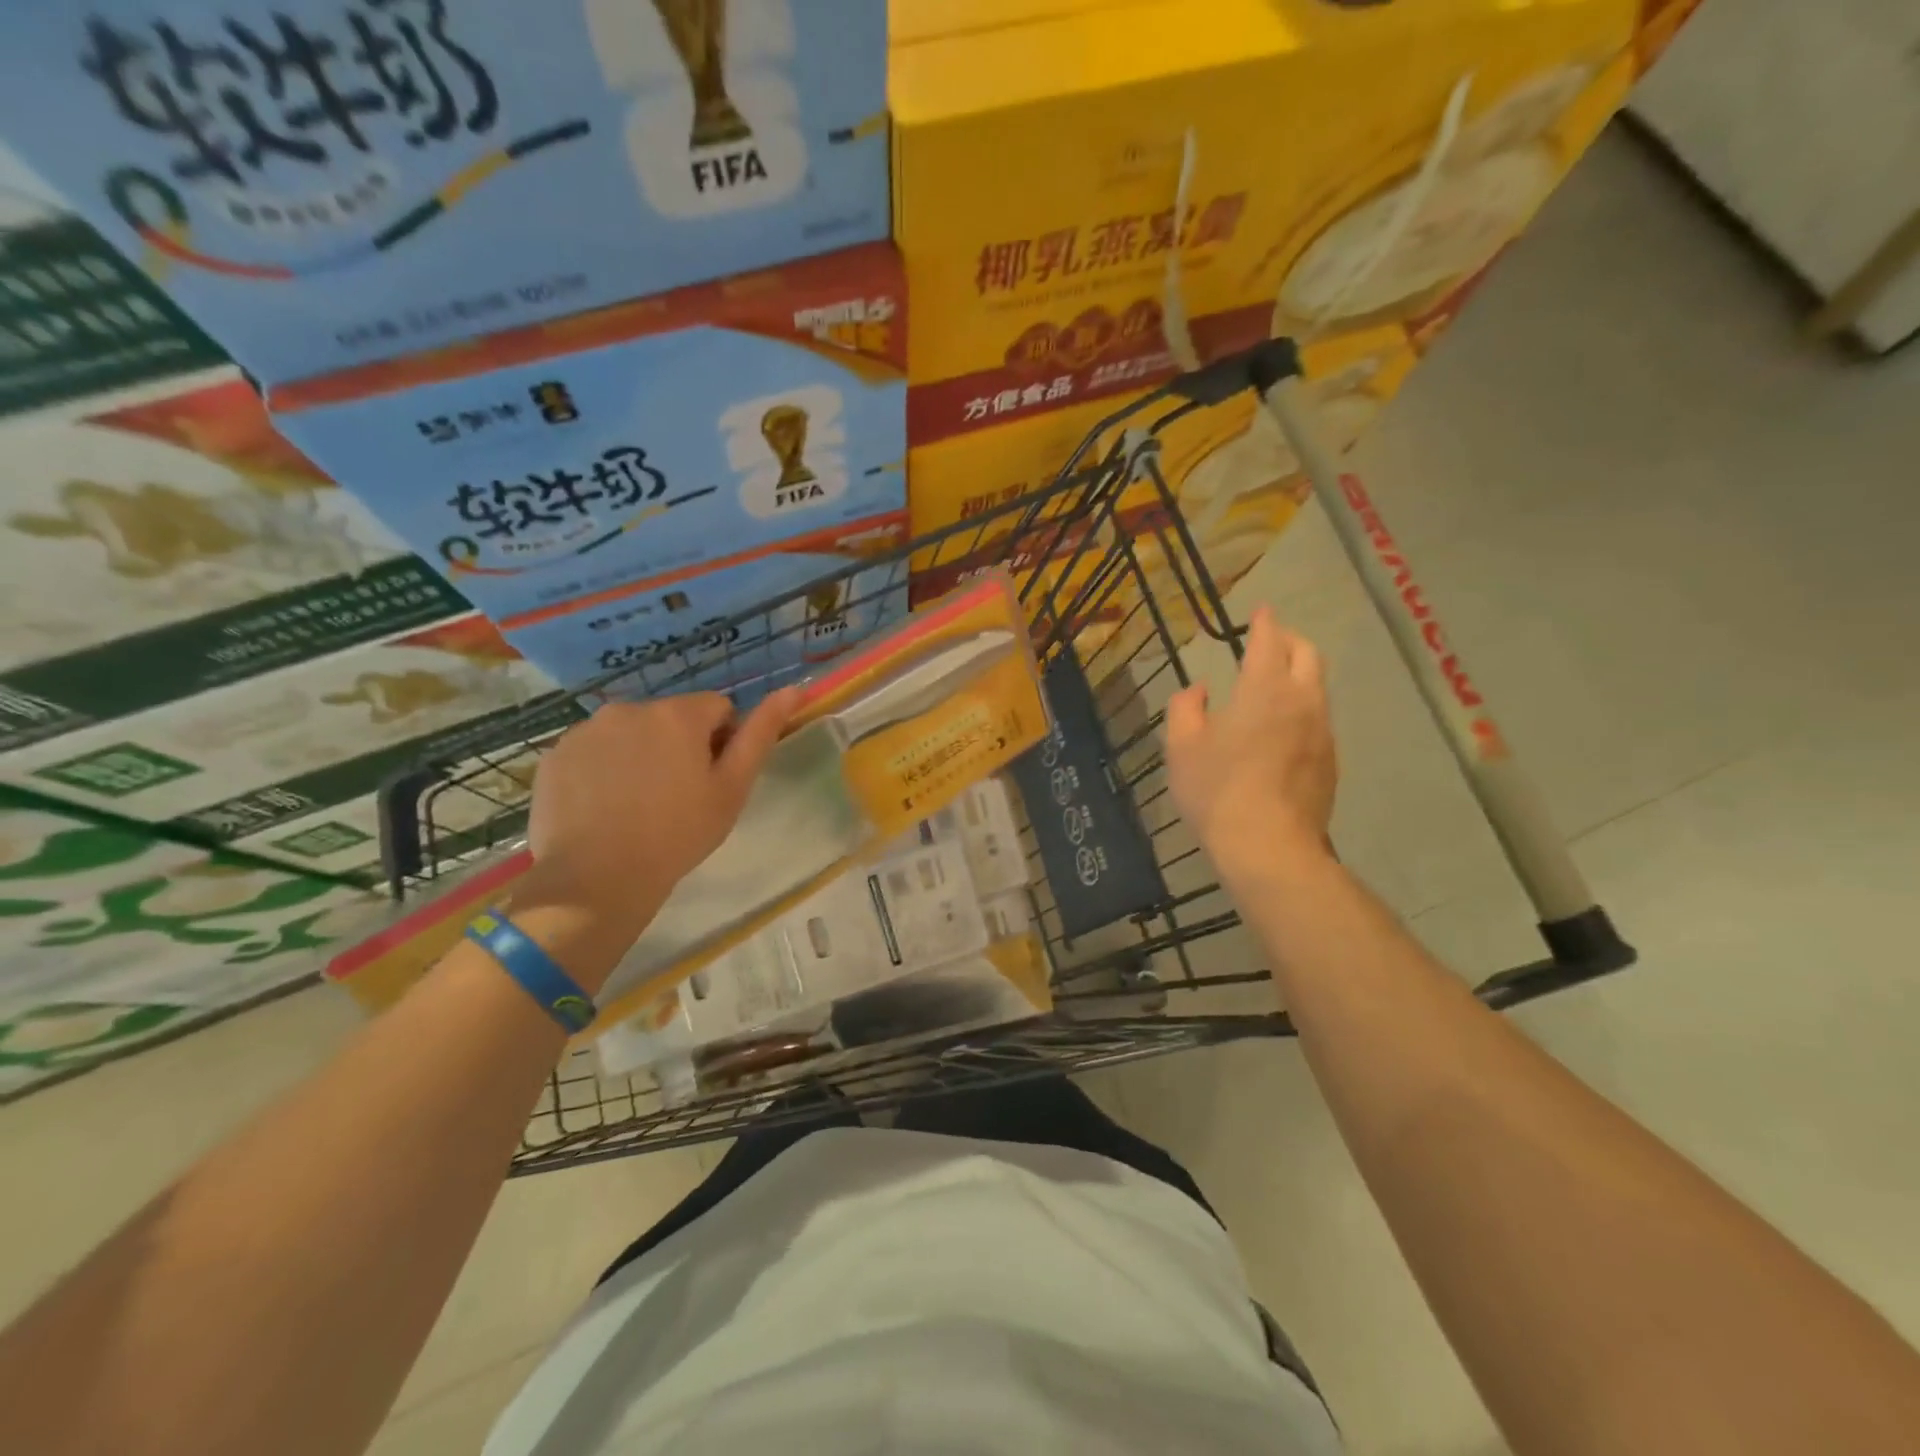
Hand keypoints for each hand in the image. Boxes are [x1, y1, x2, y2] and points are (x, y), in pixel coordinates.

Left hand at [522, 687, 802, 942]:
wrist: (597, 879)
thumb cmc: (679, 834)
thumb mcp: (732, 788)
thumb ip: (761, 734)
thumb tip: (793, 688)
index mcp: (678, 714)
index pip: (717, 709)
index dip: (722, 743)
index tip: (711, 781)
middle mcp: (630, 707)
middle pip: (671, 718)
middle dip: (678, 745)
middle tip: (676, 797)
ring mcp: (586, 729)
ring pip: (630, 732)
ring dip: (640, 754)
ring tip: (636, 805)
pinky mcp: (555, 754)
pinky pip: (593, 751)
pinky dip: (603, 769)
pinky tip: (603, 808)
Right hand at [1164, 607, 1336, 877]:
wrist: (1269, 847)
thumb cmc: (1217, 791)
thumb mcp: (1181, 747)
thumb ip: (1186, 708)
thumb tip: (1198, 690)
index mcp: (1264, 689)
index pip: (1270, 641)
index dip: (1265, 622)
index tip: (1261, 611)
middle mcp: (1302, 701)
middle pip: (1308, 655)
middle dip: (1290, 641)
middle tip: (1270, 641)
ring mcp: (1322, 732)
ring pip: (1317, 688)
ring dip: (1299, 675)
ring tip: (1275, 685)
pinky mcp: (1330, 761)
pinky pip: (1318, 720)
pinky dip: (1302, 709)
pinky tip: (1282, 731)